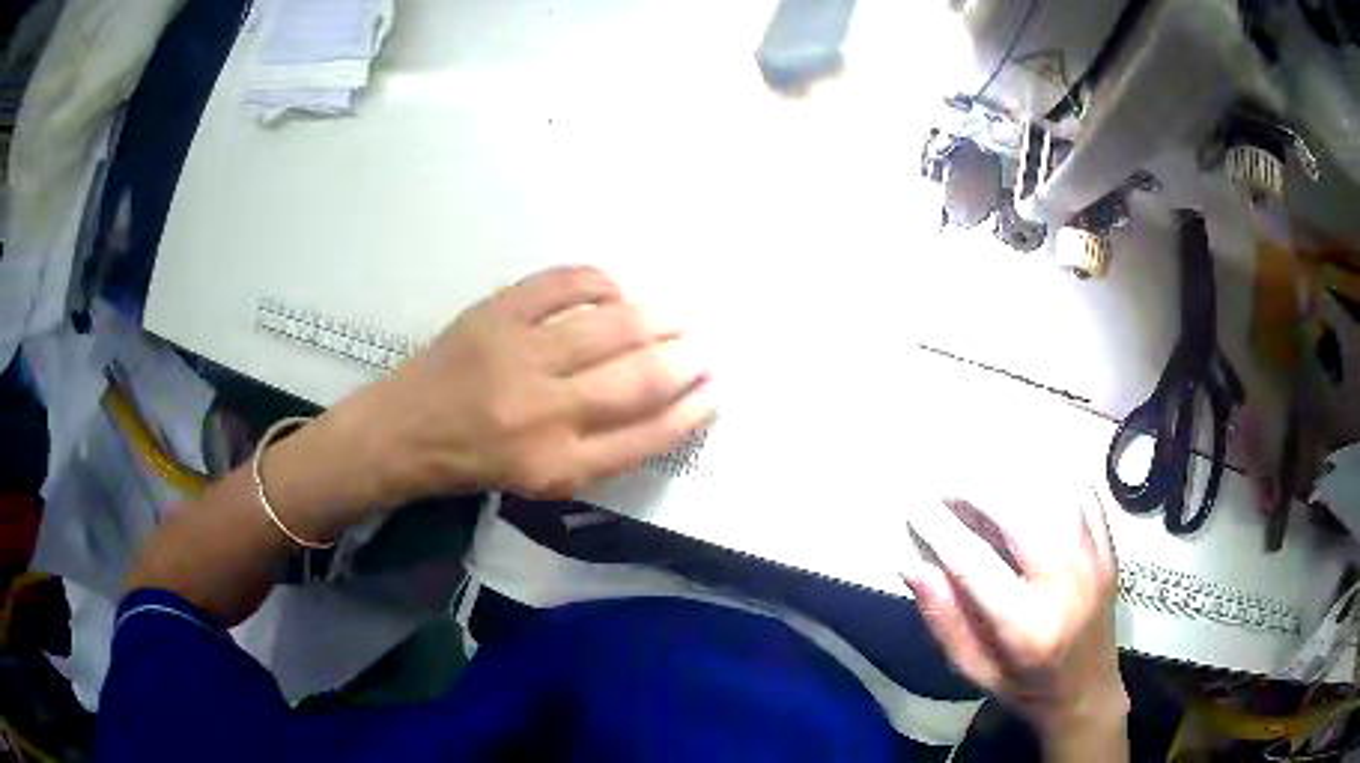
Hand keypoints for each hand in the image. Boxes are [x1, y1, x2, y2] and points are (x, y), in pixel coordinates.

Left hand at [332, 266, 714, 505]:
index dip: (692, 410)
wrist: (404, 432)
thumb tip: (661, 402)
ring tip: (673, 318)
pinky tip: (615, 292)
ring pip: (612, 326)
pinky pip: (566, 284)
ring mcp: (519, 355)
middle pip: (639, 378)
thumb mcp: (542, 481)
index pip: (648, 436)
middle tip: (701, 348)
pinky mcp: (497, 313)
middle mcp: (544, 413)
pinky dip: (602, 283)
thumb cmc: (475, 462)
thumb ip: (602, 452)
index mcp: (558, 465)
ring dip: (656, 319)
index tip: (714, 391)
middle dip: (685, 360)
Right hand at [900, 489, 1126, 739]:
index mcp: (1026, 627)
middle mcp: (1065, 586)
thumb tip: (911, 566)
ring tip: (982, 473)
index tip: (914, 507)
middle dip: (977, 490)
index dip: (940, 530)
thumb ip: (944, 620)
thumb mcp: (974, 670)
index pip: (975, 565)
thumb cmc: (1025, 687)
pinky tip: (1030, 474)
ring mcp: (1093, 561)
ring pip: (1054, 496)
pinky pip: (1084, 495)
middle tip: (947, 484)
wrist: (1088, 692)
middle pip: (1020, 516)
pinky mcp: (1108, 549)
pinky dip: (1054, 476)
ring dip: (1014, 476)